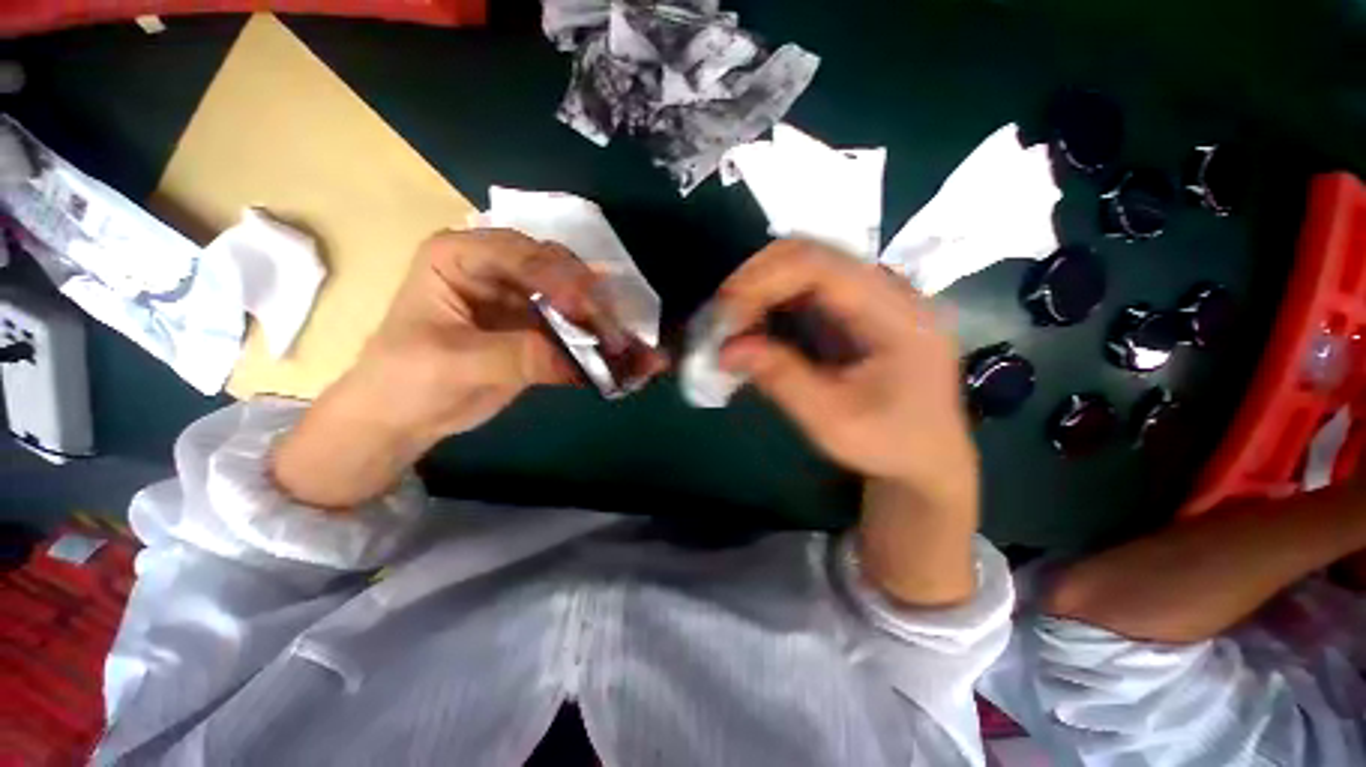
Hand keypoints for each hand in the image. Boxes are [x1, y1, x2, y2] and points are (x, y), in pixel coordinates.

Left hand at [349, 229, 617, 442]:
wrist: (406, 416)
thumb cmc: (409, 380)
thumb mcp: (458, 364)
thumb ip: (520, 355)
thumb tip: (582, 359)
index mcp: (462, 256)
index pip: (520, 253)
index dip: (558, 279)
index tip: (586, 312)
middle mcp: (500, 269)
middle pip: (559, 272)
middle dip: (591, 304)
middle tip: (615, 336)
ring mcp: (524, 298)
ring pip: (577, 300)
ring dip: (607, 324)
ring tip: (637, 349)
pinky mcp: (541, 328)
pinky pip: (579, 330)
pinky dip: (603, 345)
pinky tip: (630, 358)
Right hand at [717, 240, 978, 604]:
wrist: (925, 457)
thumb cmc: (888, 444)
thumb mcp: (832, 421)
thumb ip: (782, 378)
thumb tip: (726, 349)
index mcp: (897, 315)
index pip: (821, 266)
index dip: (763, 281)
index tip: (725, 314)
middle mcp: (889, 291)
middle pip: (811, 253)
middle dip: (755, 279)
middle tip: (721, 318)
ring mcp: (873, 295)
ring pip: (804, 265)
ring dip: (760, 288)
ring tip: (732, 325)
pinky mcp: (856, 308)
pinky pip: (805, 288)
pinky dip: (771, 302)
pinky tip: (754, 328)